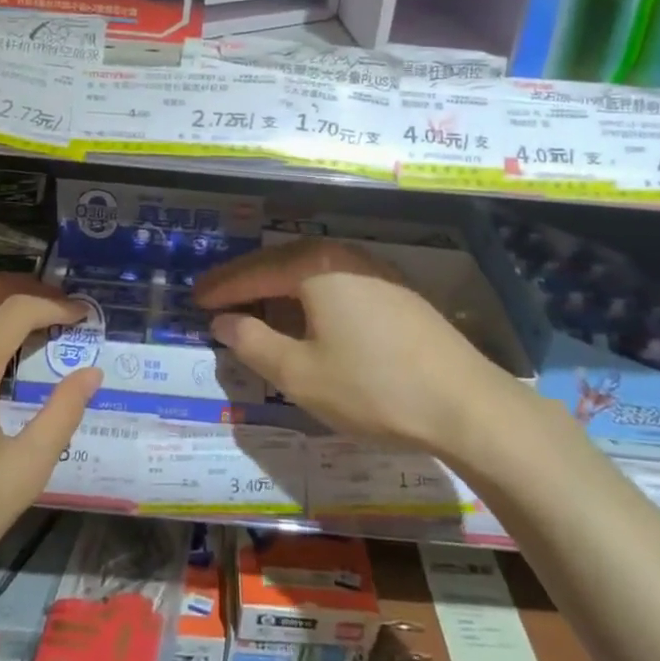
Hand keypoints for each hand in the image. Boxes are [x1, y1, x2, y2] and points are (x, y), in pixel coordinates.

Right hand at [193, 238, 519, 457]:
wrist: (464, 404)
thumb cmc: (372, 387)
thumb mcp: (299, 373)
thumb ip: (253, 343)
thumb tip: (223, 321)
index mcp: (316, 267)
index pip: (255, 272)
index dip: (222, 287)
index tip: (194, 299)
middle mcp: (344, 256)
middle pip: (282, 262)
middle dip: (247, 281)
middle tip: (216, 298)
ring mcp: (376, 270)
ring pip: (311, 271)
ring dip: (278, 287)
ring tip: (253, 306)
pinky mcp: (396, 292)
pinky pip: (336, 282)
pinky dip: (308, 295)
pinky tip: (305, 315)